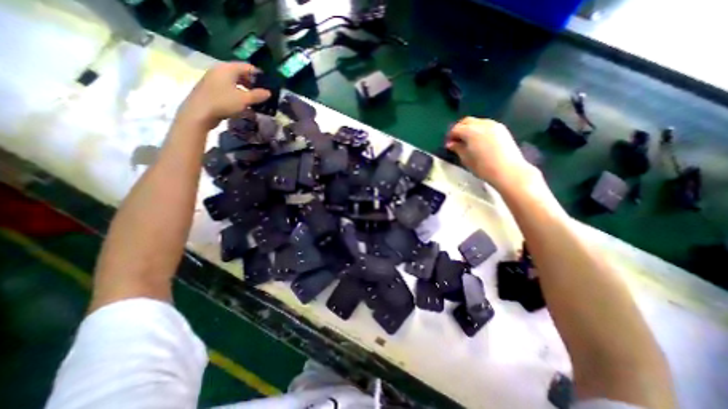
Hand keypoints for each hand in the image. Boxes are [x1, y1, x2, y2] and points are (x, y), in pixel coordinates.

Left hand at [173, 62, 270, 130]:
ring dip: (245, 90)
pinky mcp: (211, 90)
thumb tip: (268, 92)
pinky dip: (237, 94)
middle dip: (252, 84)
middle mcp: (220, 71)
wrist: (199, 113)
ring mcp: (214, 80)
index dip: (258, 75)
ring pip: (234, 82)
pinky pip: (228, 89)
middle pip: (240, 74)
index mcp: (227, 69)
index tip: (268, 84)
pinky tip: (242, 105)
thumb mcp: (244, 99)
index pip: (247, 67)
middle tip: (262, 94)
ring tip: (254, 101)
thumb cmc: (223, 102)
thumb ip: (258, 95)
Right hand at [443, 117, 533, 190]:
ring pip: (477, 122)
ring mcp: (494, 125)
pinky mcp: (502, 129)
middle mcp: (482, 124)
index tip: (448, 144)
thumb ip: (457, 148)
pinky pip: (486, 125)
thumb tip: (450, 144)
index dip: (450, 136)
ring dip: (469, 128)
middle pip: (466, 121)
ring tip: (467, 141)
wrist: (508, 171)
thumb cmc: (483, 167)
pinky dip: (479, 129)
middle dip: (459, 128)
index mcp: (471, 131)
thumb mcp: (466, 159)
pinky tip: (478, 140)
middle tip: (455, 140)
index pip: (456, 129)